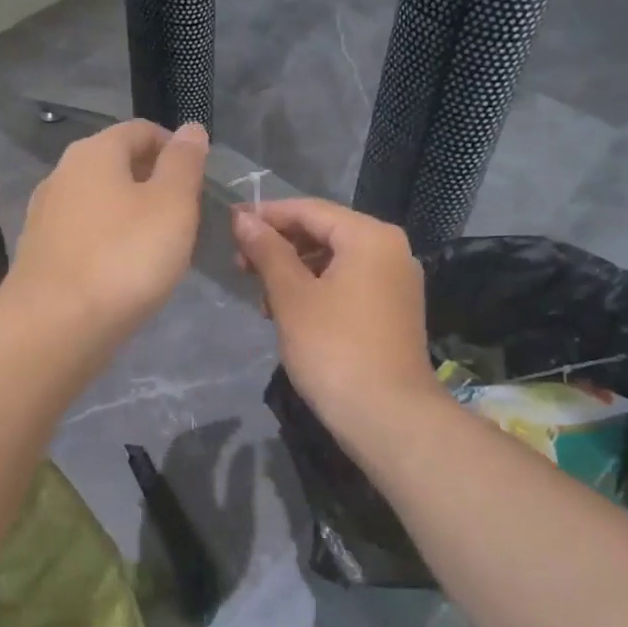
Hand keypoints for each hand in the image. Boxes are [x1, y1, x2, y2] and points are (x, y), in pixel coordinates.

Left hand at [6, 119, 208, 342]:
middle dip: (153, 181)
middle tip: (185, 214)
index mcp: (94, 152)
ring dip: (130, 212)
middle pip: (116, 163)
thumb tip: (190, 128)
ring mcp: (45, 215)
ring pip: (99, 200)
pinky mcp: (40, 253)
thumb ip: (184, 163)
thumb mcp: (172, 204)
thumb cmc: (124, 257)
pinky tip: (123, 270)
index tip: (198, 178)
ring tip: (159, 244)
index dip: (174, 146)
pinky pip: (84, 233)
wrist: (54, 327)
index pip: (141, 130)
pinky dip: (108, 240)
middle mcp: (62, 173)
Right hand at [231, 198, 441, 424]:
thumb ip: (266, 250)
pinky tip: (289, 312)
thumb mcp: (291, 296)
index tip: (231, 225)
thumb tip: (243, 218)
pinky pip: (349, 283)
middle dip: (280, 246)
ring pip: (335, 260)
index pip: (310, 210)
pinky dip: (317, 289)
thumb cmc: (333, 348)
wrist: (387, 417)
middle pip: (325, 232)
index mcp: (370, 236)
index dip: (267, 215)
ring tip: (261, 297)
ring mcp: (396, 281)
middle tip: (240, 265)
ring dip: (295, 271)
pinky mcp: (394, 310)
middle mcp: (391, 250)